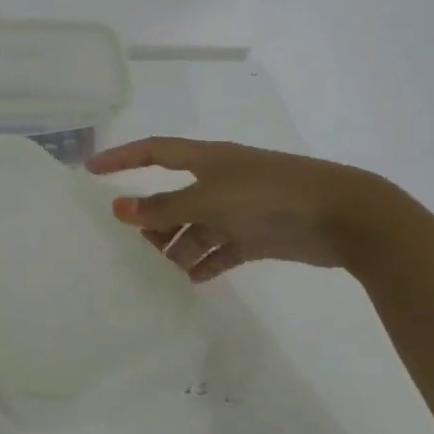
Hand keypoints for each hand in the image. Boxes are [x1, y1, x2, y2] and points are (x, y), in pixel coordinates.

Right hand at [87, 137, 384, 282]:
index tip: (91, 169)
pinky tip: (190, 281)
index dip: (122, 157)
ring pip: (195, 227)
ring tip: (160, 271)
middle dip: (151, 218)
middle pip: (172, 197)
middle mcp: (219, 181)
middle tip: (131, 244)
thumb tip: (119, 209)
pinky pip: (220, 250)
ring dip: (177, 247)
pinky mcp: (256, 236)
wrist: (341, 216)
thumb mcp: (210, 199)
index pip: (154, 152)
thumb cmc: (269, 195)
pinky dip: (204, 264)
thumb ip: (164, 208)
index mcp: (207, 160)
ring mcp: (238, 209)